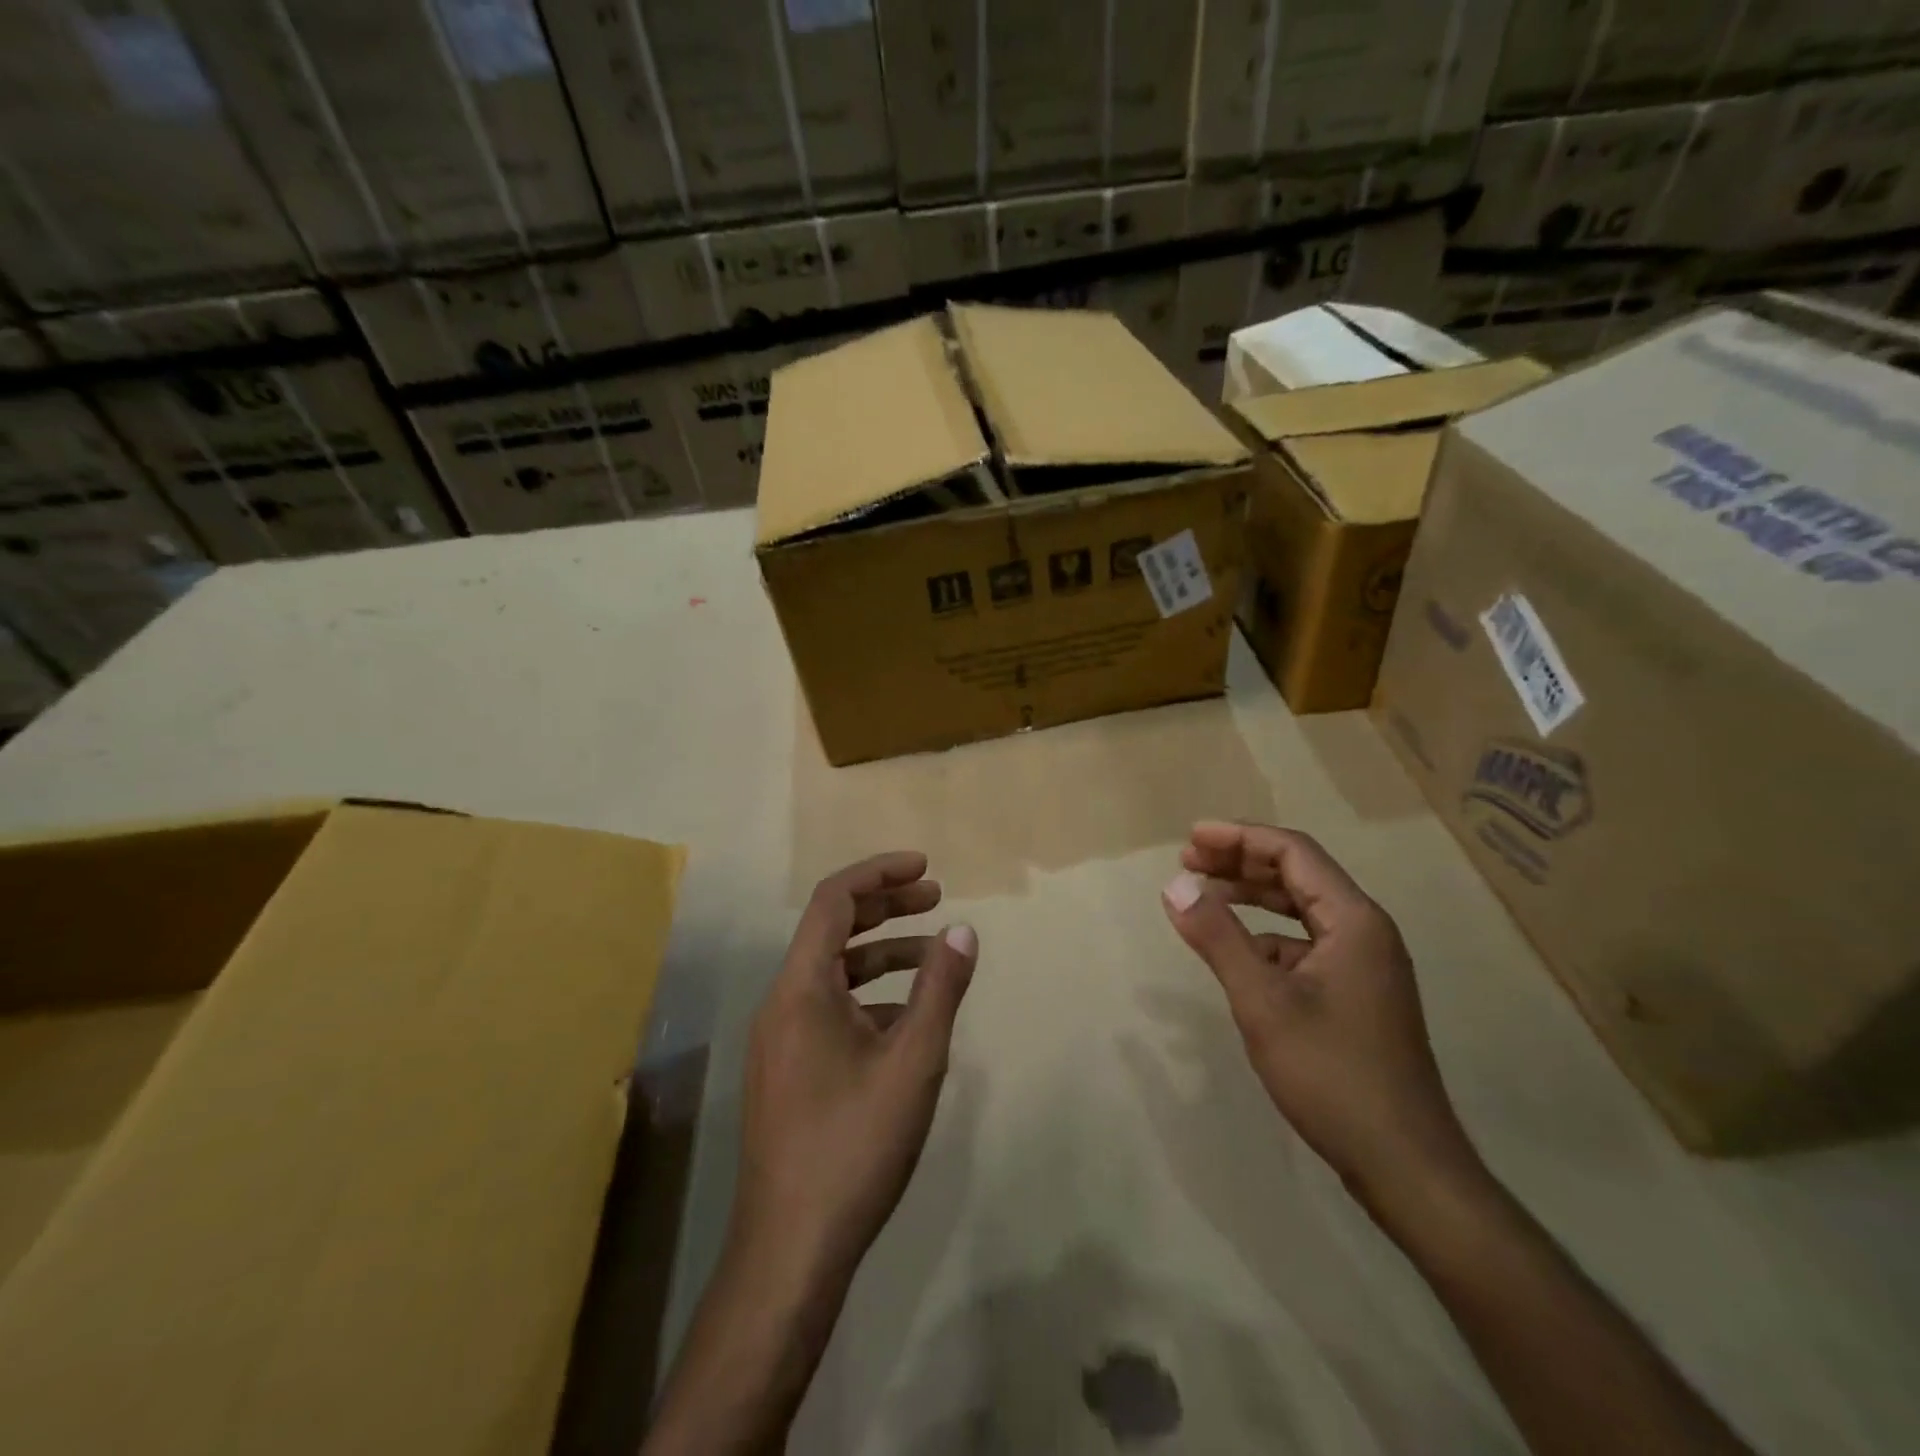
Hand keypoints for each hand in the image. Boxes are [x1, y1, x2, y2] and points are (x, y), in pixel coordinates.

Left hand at [733, 851, 977, 1292]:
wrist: (791, 1250)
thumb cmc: (854, 1146)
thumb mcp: (913, 1062)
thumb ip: (940, 990)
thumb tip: (963, 931)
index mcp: (801, 988)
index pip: (834, 900)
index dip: (880, 874)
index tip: (926, 869)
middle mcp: (782, 1002)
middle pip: (832, 930)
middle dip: (886, 907)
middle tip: (937, 898)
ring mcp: (780, 1039)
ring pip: (833, 973)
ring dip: (882, 954)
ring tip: (934, 955)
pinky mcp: (788, 1070)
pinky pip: (829, 1010)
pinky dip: (870, 997)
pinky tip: (908, 1020)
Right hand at [1161, 821, 1480, 1213]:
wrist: (1404, 1165)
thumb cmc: (1332, 1074)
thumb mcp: (1262, 1002)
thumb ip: (1217, 938)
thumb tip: (1175, 884)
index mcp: (1354, 920)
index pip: (1293, 852)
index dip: (1238, 837)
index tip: (1190, 839)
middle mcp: (1365, 932)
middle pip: (1297, 875)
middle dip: (1240, 863)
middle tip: (1188, 861)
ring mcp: (1364, 966)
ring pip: (1300, 910)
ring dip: (1251, 897)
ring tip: (1203, 896)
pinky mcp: (1356, 995)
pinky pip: (1304, 945)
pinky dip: (1266, 937)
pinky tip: (1236, 954)